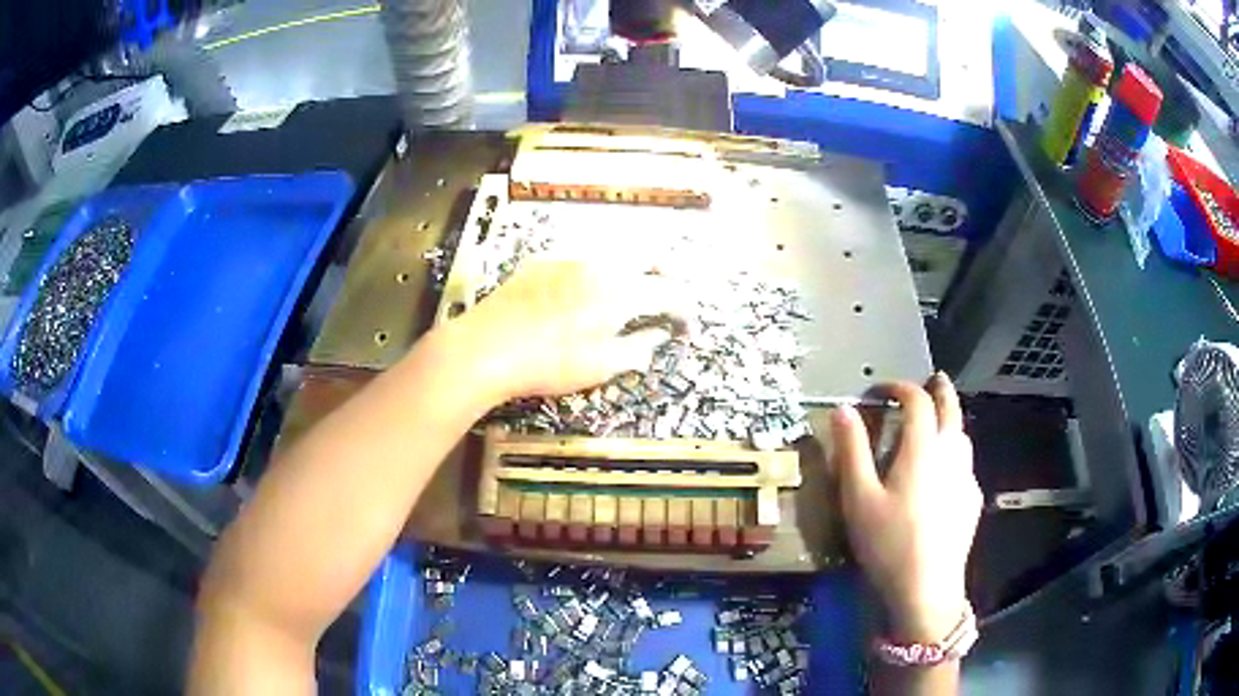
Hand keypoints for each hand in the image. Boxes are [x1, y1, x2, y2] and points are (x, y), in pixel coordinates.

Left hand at [452, 259, 686, 401]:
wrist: (486, 348)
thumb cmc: (547, 363)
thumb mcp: (600, 366)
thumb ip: (638, 348)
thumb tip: (658, 336)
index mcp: (621, 291)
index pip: (669, 292)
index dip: (685, 308)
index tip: (687, 324)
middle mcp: (600, 264)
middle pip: (648, 254)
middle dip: (667, 272)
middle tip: (669, 292)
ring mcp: (569, 258)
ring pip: (615, 250)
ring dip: (634, 266)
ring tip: (633, 288)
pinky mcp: (542, 260)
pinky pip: (582, 255)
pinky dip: (599, 267)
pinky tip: (587, 287)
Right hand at [831, 374, 980, 641]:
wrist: (927, 588)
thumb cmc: (888, 542)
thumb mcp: (859, 498)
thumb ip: (852, 450)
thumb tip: (843, 409)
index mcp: (923, 447)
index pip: (917, 400)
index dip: (899, 387)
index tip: (879, 390)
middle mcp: (951, 453)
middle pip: (951, 407)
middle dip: (939, 389)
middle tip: (931, 379)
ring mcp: (966, 476)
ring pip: (962, 433)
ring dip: (949, 418)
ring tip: (936, 422)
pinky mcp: (972, 499)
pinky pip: (965, 461)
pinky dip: (954, 449)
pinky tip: (943, 470)